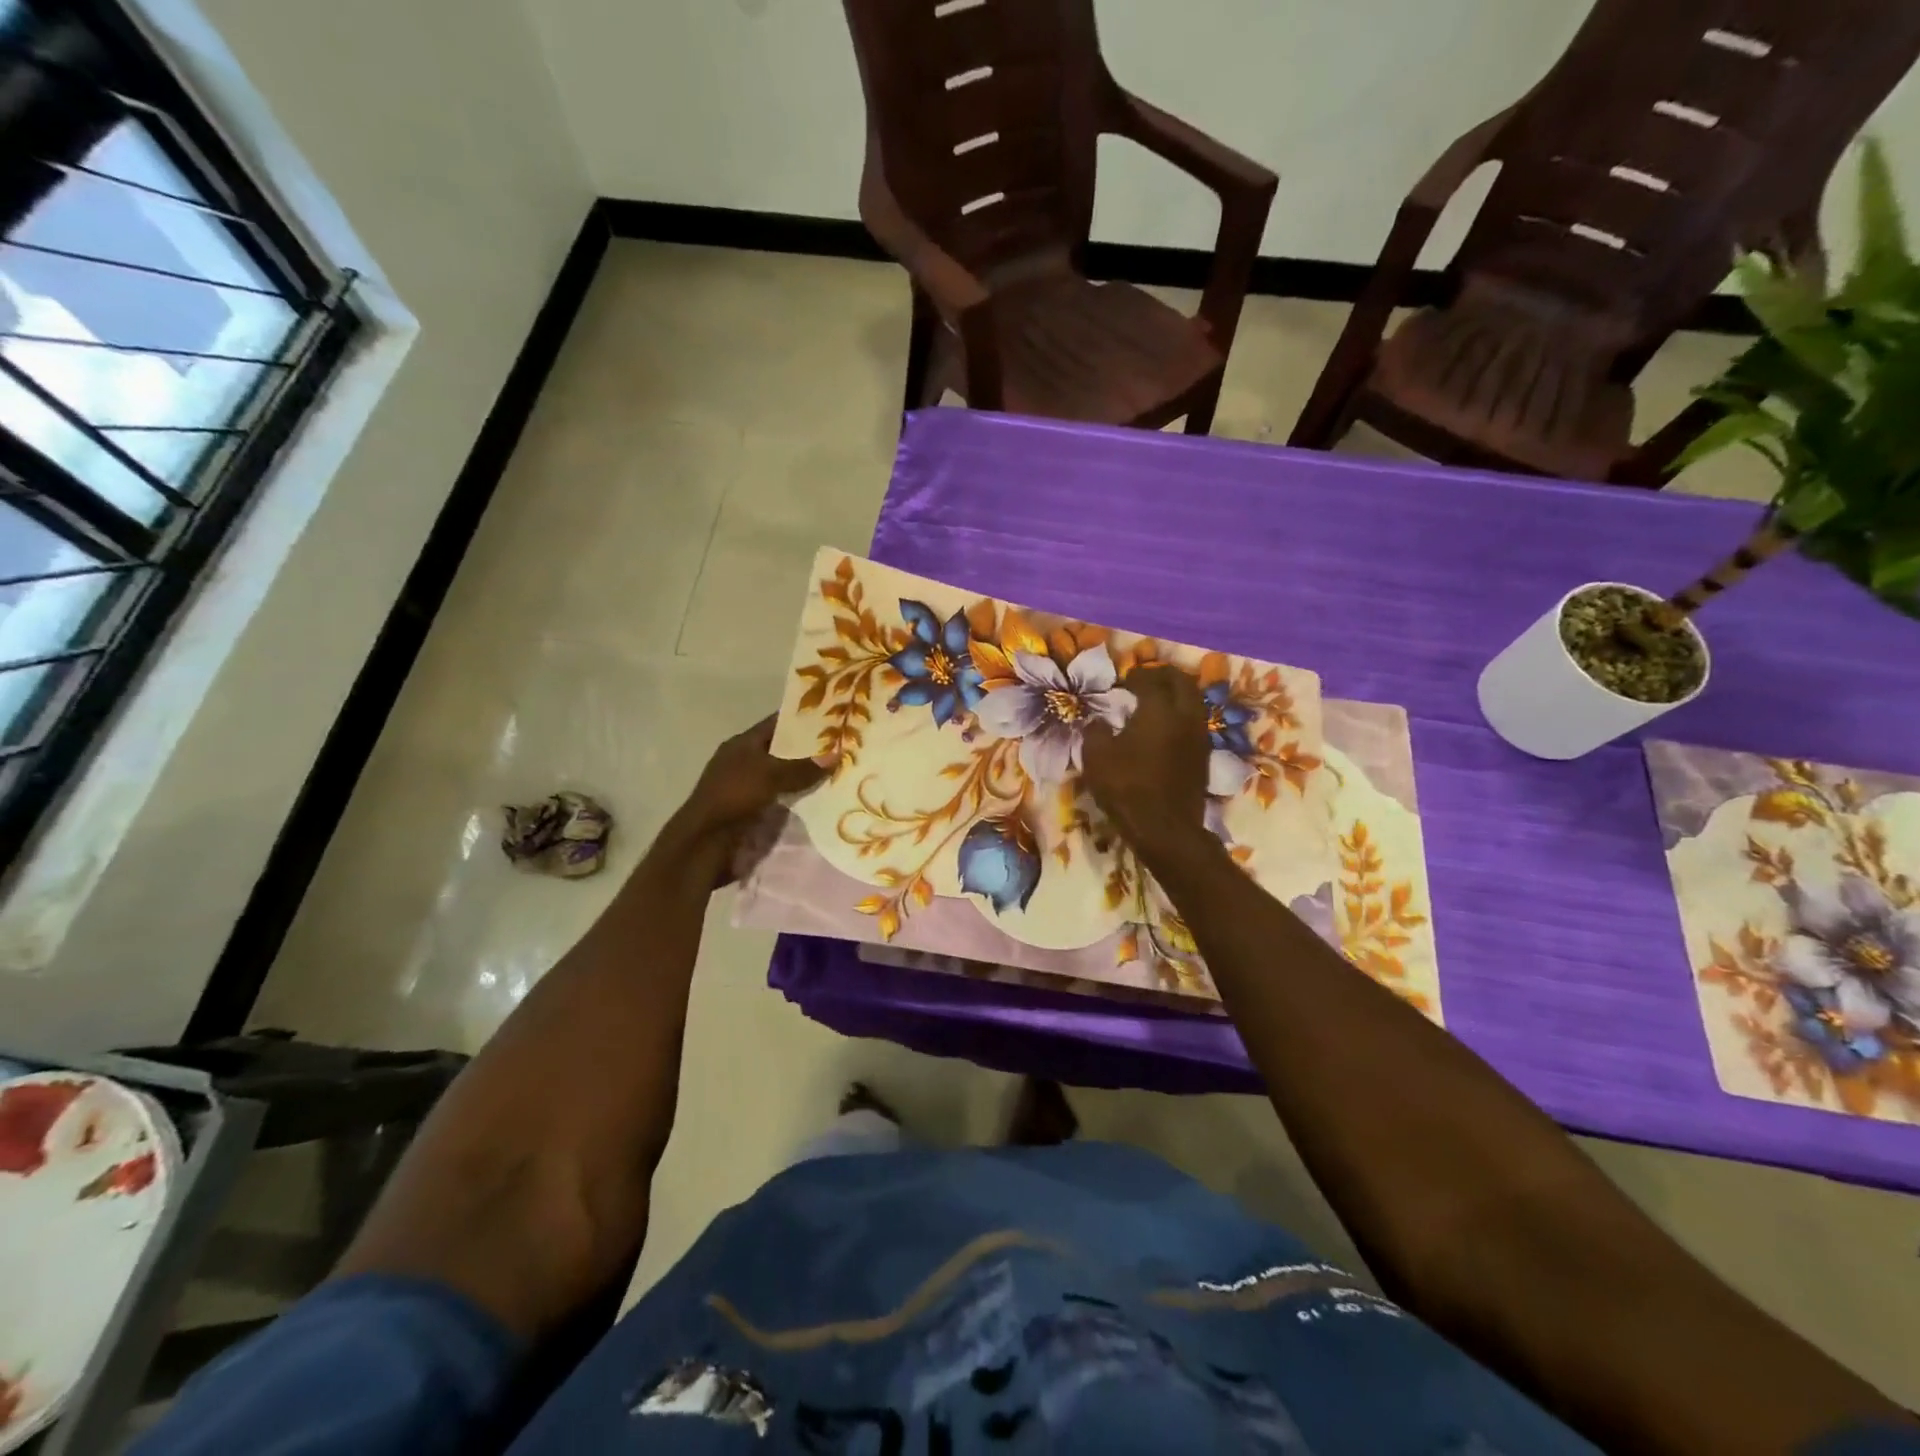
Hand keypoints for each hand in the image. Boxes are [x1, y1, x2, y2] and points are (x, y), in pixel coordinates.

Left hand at [664, 715, 829, 881]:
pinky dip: (798, 797)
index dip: (802, 720)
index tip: (833, 718)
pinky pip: (780, 798)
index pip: (776, 724)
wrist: (705, 841)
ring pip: (783, 776)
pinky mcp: (751, 810)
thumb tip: (836, 754)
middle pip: (781, 751)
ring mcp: (746, 787)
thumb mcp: (771, 775)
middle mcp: (743, 761)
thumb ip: (803, 767)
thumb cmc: (735, 796)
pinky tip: (820, 799)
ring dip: (805, 777)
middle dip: (809, 751)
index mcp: (742, 744)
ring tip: (839, 773)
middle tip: (843, 747)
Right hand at [1080, 665, 1209, 857]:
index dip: (1136, 675)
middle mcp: (1185, 716)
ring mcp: (1199, 736)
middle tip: (1145, 679)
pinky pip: (1194, 722)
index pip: (1151, 679)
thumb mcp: (1096, 758)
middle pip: (1182, 682)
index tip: (1123, 681)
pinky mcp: (1203, 756)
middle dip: (1163, 675)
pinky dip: (1181, 715)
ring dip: (1176, 694)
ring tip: (1156, 701)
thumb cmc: (1127, 788)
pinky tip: (1164, 727)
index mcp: (1159, 710)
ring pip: (1193, 701)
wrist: (1164, 828)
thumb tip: (1098, 722)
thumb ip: (1095, 732)